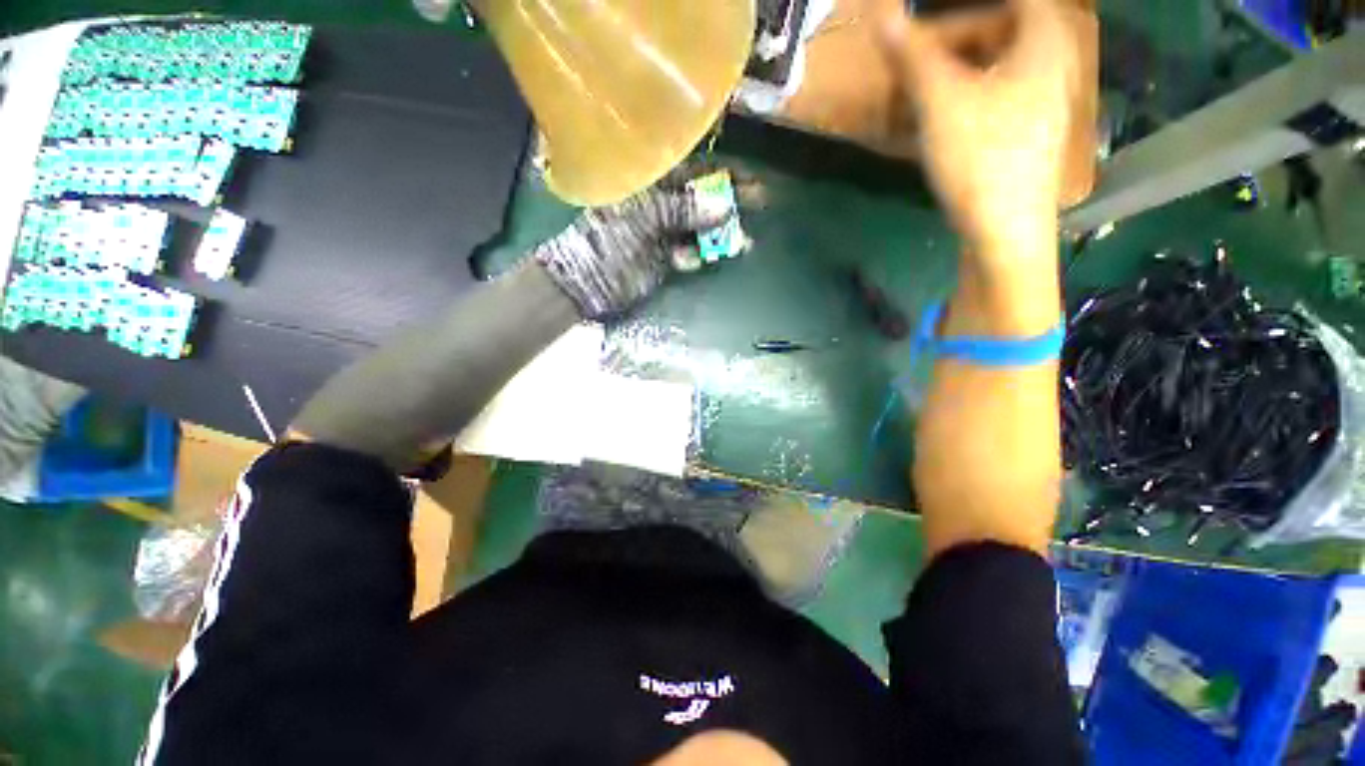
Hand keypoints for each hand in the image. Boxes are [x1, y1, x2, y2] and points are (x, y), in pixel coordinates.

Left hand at [534, 170, 733, 318]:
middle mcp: (660, 204)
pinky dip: (700, 255)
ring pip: (700, 228)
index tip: (753, 182)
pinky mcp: (666, 259)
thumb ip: (682, 211)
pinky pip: (692, 252)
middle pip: (702, 198)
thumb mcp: (643, 220)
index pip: (694, 171)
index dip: (724, 174)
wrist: (587, 285)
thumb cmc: (608, 243)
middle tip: (759, 204)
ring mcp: (664, 233)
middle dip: (730, 202)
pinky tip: (697, 261)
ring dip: (720, 234)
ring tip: (741, 243)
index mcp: (650, 185)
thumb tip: (724, 206)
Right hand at [878, 0, 1075, 259]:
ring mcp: (1041, 107)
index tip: (925, 35)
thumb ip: (914, 57)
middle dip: (955, 45)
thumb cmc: (981, 159)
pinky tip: (937, 129)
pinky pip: (996, 102)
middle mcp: (1052, 68)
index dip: (966, 14)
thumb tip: (882, 17)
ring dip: (955, 78)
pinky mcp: (1025, 139)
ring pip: (997, 71)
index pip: (1016, 1)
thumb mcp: (942, 103)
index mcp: (1044, 45)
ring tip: (918, 101)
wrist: (1005, 232)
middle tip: (917, 67)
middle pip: (1005, 34)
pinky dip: (965, 104)